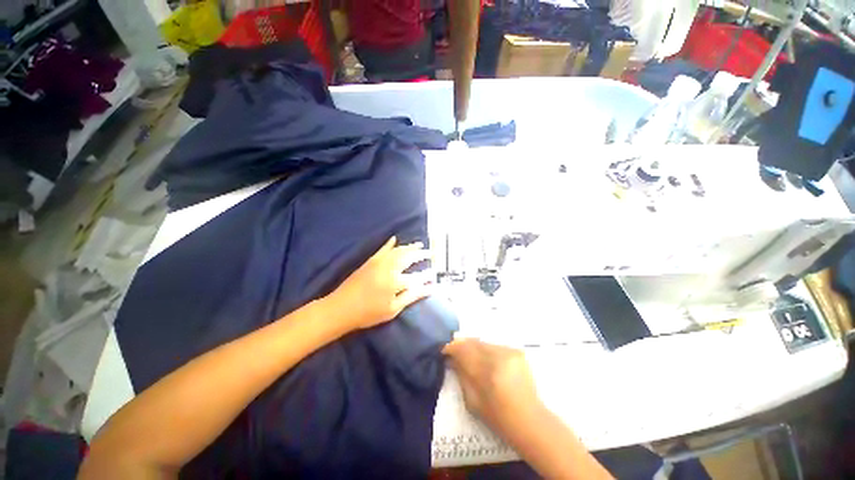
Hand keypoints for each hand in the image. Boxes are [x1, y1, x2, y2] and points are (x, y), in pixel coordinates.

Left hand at [324, 237, 432, 332]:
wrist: (340, 308)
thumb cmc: (368, 313)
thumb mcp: (393, 309)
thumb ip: (412, 296)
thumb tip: (429, 288)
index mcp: (396, 282)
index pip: (417, 276)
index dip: (427, 275)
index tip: (434, 274)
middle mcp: (390, 268)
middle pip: (409, 258)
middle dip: (421, 254)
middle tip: (430, 252)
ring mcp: (379, 262)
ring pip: (398, 251)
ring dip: (410, 247)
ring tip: (419, 244)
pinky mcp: (370, 261)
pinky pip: (382, 249)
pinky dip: (389, 243)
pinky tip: (395, 239)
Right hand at [443, 339, 542, 433]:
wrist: (530, 420)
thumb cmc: (498, 417)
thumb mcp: (472, 401)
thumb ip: (461, 375)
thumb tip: (451, 359)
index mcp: (486, 371)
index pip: (463, 349)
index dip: (451, 347)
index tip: (444, 350)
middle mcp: (498, 356)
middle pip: (473, 342)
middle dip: (462, 346)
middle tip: (456, 354)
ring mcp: (509, 351)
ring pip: (484, 342)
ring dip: (475, 348)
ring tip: (473, 359)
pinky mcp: (517, 351)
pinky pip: (495, 346)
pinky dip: (488, 352)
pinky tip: (490, 363)